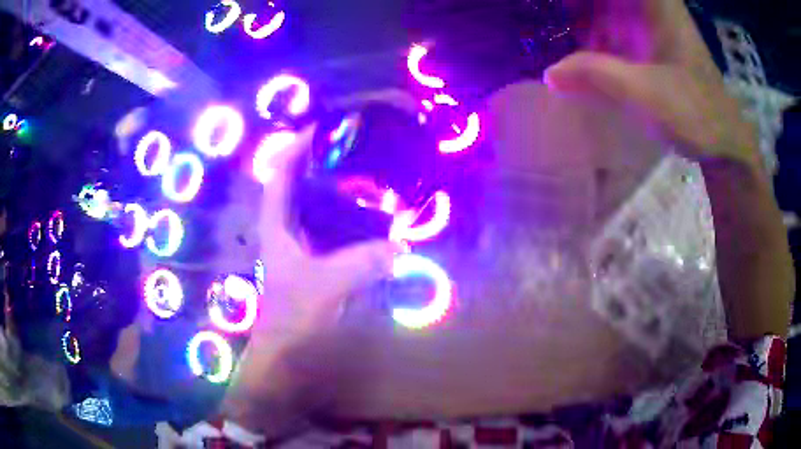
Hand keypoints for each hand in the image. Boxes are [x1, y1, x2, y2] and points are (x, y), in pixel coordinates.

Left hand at [221, 125, 395, 432]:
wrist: (285, 360)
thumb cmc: (292, 321)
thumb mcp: (325, 287)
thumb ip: (362, 263)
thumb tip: (401, 245)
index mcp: (276, 227)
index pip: (279, 175)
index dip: (295, 148)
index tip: (323, 129)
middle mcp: (286, 232)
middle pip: (299, 187)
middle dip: (322, 164)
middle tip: (356, 150)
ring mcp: (302, 250)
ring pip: (318, 210)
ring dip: (339, 193)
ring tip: (369, 177)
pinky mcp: (317, 266)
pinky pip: (334, 234)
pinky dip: (351, 222)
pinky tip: (374, 221)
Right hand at [548, 0, 792, 338]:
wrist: (726, 144)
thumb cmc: (695, 114)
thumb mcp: (646, 94)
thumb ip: (597, 75)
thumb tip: (550, 73)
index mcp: (656, 3)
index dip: (585, 3)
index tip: (565, 12)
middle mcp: (653, 6)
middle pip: (606, 0)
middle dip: (580, 8)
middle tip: (553, 20)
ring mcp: (652, 24)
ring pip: (608, 7)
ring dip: (584, 17)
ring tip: (561, 33)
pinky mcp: (651, 43)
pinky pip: (614, 25)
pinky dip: (595, 33)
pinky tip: (583, 52)